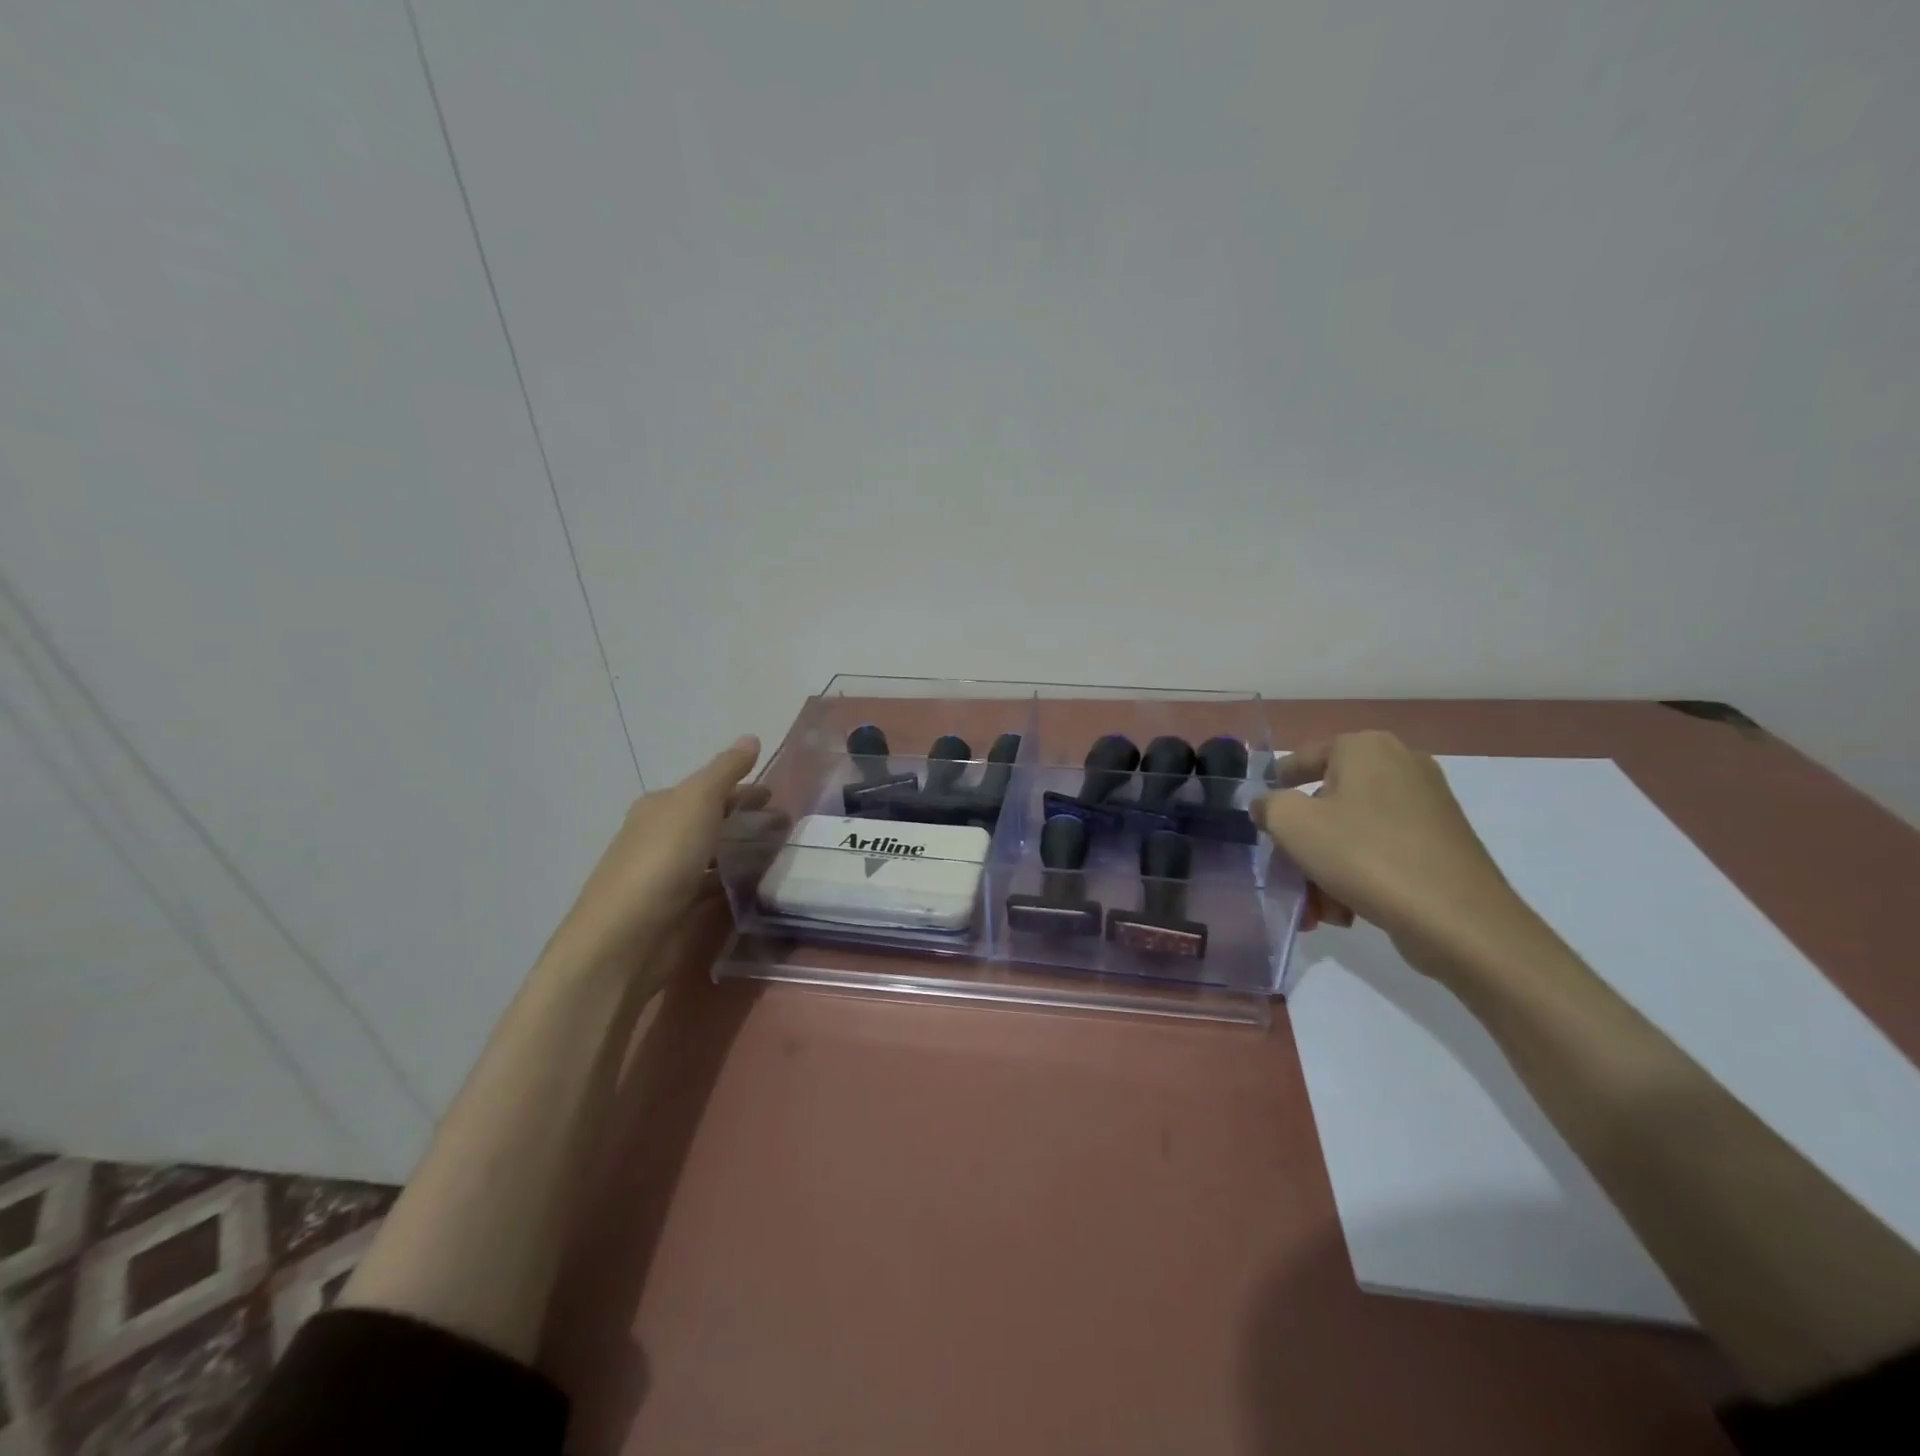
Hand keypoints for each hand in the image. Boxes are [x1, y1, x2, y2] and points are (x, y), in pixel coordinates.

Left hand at [542, 735, 765, 978]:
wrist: (624, 941)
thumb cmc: (661, 861)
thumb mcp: (696, 802)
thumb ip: (725, 771)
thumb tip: (750, 737)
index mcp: (660, 808)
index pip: (707, 790)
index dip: (741, 789)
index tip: (776, 797)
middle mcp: (659, 838)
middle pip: (710, 822)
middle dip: (745, 821)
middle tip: (787, 828)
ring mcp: (666, 878)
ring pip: (714, 857)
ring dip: (744, 853)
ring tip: (783, 857)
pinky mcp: (676, 913)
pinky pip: (714, 889)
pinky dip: (735, 885)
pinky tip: (759, 889)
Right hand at [1257, 730, 1532, 971]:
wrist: (1457, 919)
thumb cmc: (1364, 855)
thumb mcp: (1292, 824)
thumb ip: (1268, 805)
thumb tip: (1268, 805)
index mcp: (1365, 747)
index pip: (1303, 758)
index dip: (1277, 785)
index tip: (1260, 813)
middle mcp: (1400, 764)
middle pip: (1327, 801)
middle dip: (1303, 843)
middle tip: (1288, 872)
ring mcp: (1427, 803)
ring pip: (1353, 831)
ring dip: (1325, 868)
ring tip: (1317, 908)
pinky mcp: (1441, 841)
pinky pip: (1382, 849)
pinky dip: (1358, 875)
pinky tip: (1346, 912)